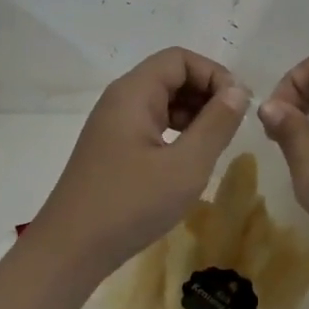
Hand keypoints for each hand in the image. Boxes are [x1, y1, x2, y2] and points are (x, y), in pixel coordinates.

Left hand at [30, 47, 248, 274]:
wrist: (70, 249)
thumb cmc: (130, 204)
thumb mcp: (185, 166)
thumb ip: (216, 124)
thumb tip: (237, 91)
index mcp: (133, 93)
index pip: (179, 58)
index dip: (214, 74)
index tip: (238, 105)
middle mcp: (120, 100)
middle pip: (169, 76)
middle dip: (205, 93)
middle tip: (231, 126)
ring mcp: (112, 125)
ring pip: (161, 101)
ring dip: (193, 114)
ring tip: (215, 144)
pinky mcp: (111, 148)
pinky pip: (150, 124)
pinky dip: (176, 132)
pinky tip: (189, 159)